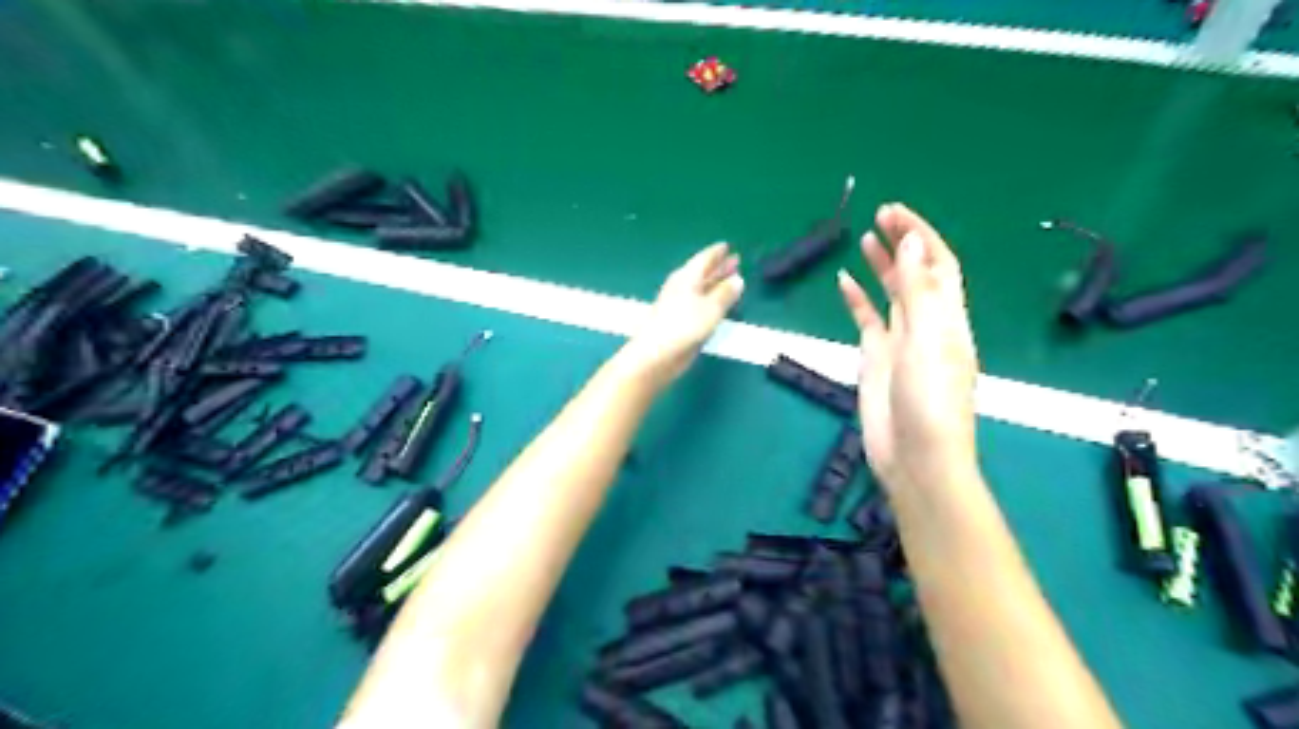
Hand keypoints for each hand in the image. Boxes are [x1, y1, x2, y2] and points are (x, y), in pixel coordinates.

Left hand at [625, 242, 746, 386]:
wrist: (656, 354)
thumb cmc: (684, 327)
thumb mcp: (711, 308)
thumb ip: (725, 294)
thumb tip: (737, 279)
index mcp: (687, 277)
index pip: (704, 259)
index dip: (716, 253)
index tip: (728, 246)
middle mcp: (681, 287)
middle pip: (702, 272)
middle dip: (718, 267)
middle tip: (735, 260)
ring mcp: (678, 304)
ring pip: (701, 288)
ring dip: (715, 283)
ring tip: (731, 280)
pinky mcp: (678, 321)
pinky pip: (699, 303)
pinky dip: (710, 299)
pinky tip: (717, 304)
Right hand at [838, 203, 978, 490]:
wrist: (914, 455)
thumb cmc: (929, 399)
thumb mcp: (926, 340)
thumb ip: (917, 292)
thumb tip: (912, 244)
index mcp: (948, 317)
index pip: (938, 264)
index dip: (922, 235)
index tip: (896, 212)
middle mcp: (926, 323)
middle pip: (916, 273)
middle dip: (902, 242)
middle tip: (880, 214)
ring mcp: (899, 340)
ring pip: (891, 293)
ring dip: (882, 265)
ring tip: (866, 238)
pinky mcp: (876, 357)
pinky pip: (867, 319)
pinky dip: (856, 299)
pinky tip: (844, 280)